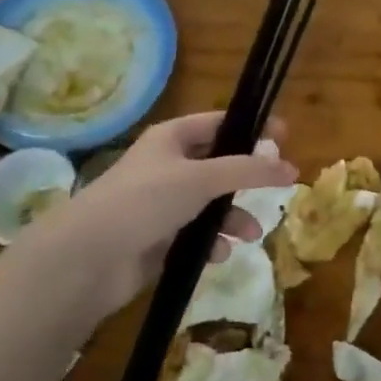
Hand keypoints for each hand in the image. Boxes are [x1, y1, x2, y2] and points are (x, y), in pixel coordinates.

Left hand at [35, 112, 297, 314]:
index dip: (252, 128)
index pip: (219, 123)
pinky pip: (197, 234)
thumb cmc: (145, 201)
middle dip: (246, 179)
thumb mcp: (202, 178)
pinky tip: (216, 254)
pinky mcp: (159, 238)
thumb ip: (248, 171)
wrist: (90, 257)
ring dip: (233, 217)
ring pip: (211, 204)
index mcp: (171, 138)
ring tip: (249, 234)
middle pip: (218, 166)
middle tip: (278, 187)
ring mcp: (162, 203)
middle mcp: (167, 166)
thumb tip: (290, 165)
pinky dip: (211, 242)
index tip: (285, 136)